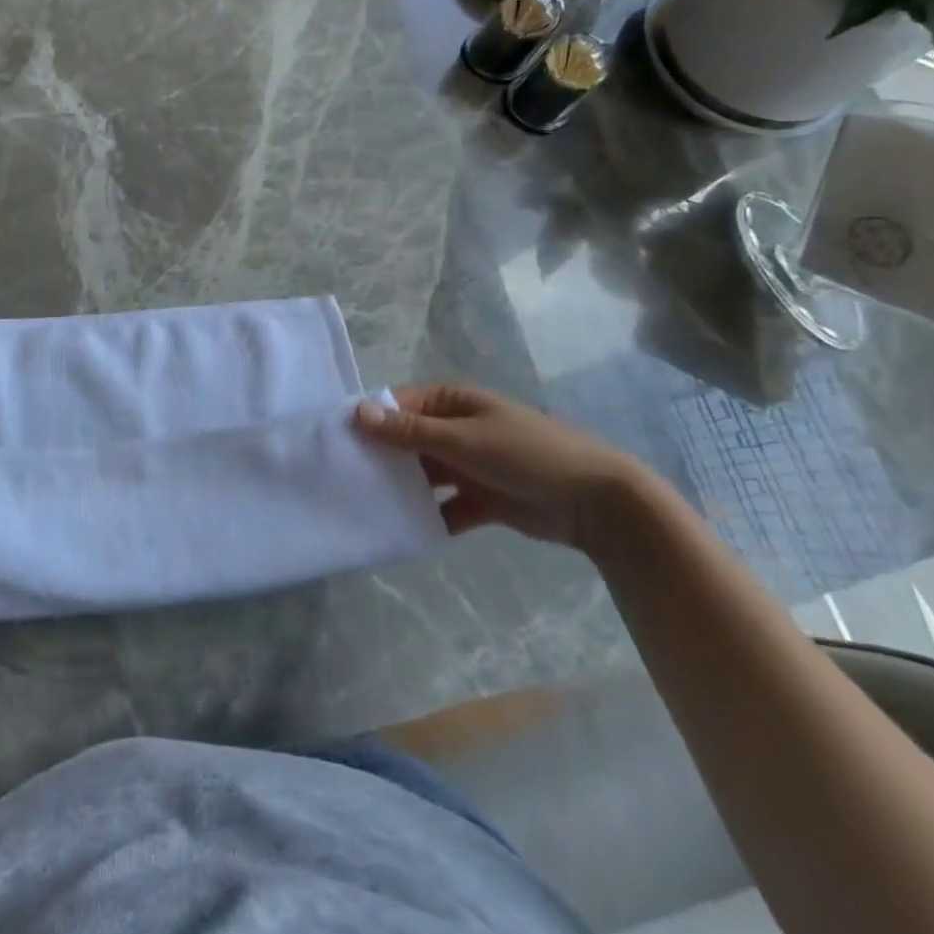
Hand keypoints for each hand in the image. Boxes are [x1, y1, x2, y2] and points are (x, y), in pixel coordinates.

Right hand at [355, 384, 650, 550]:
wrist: (597, 502)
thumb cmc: (527, 454)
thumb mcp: (464, 439)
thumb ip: (410, 431)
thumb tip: (357, 412)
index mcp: (453, 402)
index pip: (398, 405)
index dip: (369, 420)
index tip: (335, 440)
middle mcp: (457, 430)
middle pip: (407, 441)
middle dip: (380, 458)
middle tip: (343, 478)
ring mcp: (469, 465)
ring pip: (423, 475)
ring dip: (402, 488)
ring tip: (365, 506)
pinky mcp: (482, 500)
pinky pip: (445, 507)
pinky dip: (428, 517)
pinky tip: (403, 531)